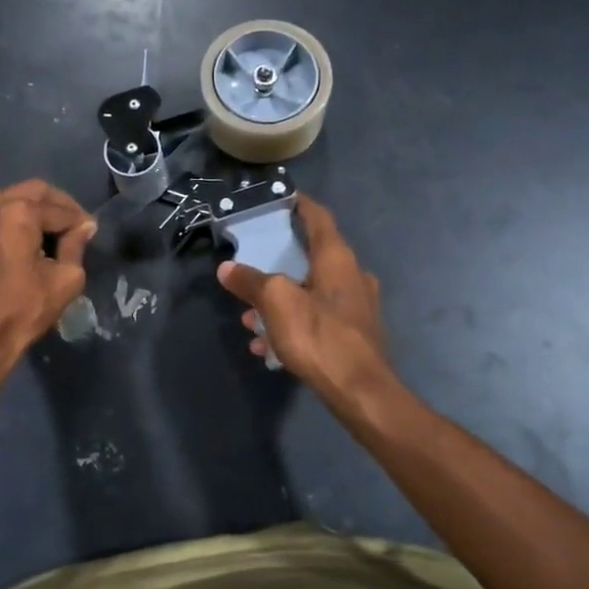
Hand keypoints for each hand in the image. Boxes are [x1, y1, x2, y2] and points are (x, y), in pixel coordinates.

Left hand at [0, 180, 95, 375]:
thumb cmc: (23, 312)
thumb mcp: (65, 280)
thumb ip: (76, 246)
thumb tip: (84, 226)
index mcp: (20, 212)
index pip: (59, 209)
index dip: (78, 220)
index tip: (87, 232)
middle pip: (32, 192)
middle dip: (55, 206)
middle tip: (68, 226)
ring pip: (0, 196)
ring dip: (21, 207)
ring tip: (31, 229)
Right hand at [218, 195, 394, 408]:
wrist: (361, 391)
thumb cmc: (319, 335)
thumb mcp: (275, 302)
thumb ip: (250, 281)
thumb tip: (227, 268)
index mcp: (337, 258)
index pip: (319, 217)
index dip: (300, 204)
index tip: (282, 198)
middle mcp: (352, 275)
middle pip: (312, 255)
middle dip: (279, 260)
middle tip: (253, 264)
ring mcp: (357, 306)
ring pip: (311, 291)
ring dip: (281, 300)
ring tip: (251, 318)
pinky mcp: (355, 334)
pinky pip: (317, 318)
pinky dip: (293, 323)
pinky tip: (269, 346)